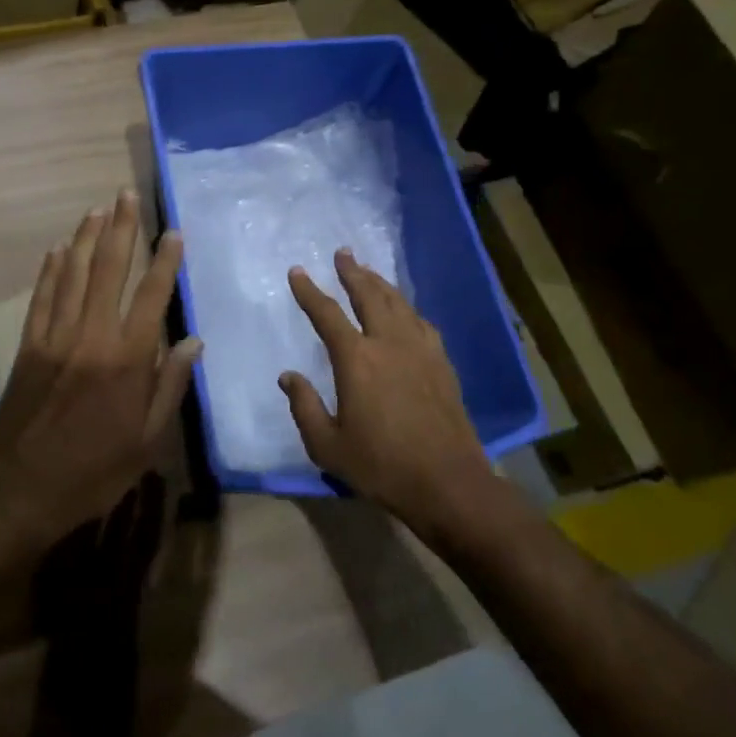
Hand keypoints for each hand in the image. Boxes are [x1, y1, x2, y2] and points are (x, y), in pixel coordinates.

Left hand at [0, 190, 199, 546]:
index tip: (174, 232)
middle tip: (127, 196)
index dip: (165, 262)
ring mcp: (55, 337)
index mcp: (127, 360)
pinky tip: (59, 249)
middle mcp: (91, 337)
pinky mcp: (29, 346)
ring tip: (98, 209)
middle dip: (121, 230)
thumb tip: (193, 342)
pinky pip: (42, 297)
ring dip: (87, 239)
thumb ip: (169, 386)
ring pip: (74, 275)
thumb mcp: (146, 441)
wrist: (20, 490)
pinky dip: (52, 270)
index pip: (152, 297)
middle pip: (109, 271)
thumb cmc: (93, 471)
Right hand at [281, 249, 490, 529]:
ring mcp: (420, 350)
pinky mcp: (441, 363)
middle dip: (353, 272)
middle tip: (343, 253)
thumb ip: (304, 407)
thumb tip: (288, 376)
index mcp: (356, 359)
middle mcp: (388, 343)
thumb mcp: (327, 446)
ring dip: (380, 284)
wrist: (448, 483)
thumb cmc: (381, 466)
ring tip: (369, 272)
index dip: (309, 291)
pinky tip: (406, 311)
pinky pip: (421, 323)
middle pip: (369, 295)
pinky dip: (408, 309)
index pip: (327, 314)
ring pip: (398, 304)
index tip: (297, 272)